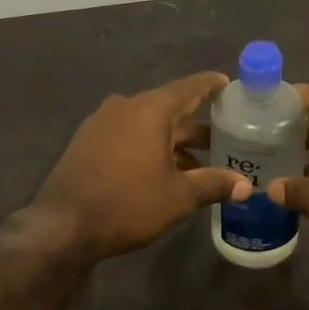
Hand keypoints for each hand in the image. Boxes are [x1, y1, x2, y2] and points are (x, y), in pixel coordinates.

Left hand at [32, 72, 250, 260]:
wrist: (64, 225)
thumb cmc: (129, 203)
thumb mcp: (179, 197)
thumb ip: (213, 184)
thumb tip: (245, 185)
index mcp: (150, 109)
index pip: (189, 88)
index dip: (211, 86)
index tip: (228, 84)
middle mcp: (125, 107)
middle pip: (169, 109)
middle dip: (196, 126)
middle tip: (225, 138)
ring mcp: (102, 124)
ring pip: (148, 126)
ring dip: (172, 142)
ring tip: (197, 165)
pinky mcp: (87, 143)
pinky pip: (128, 137)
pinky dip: (149, 148)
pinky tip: (161, 171)